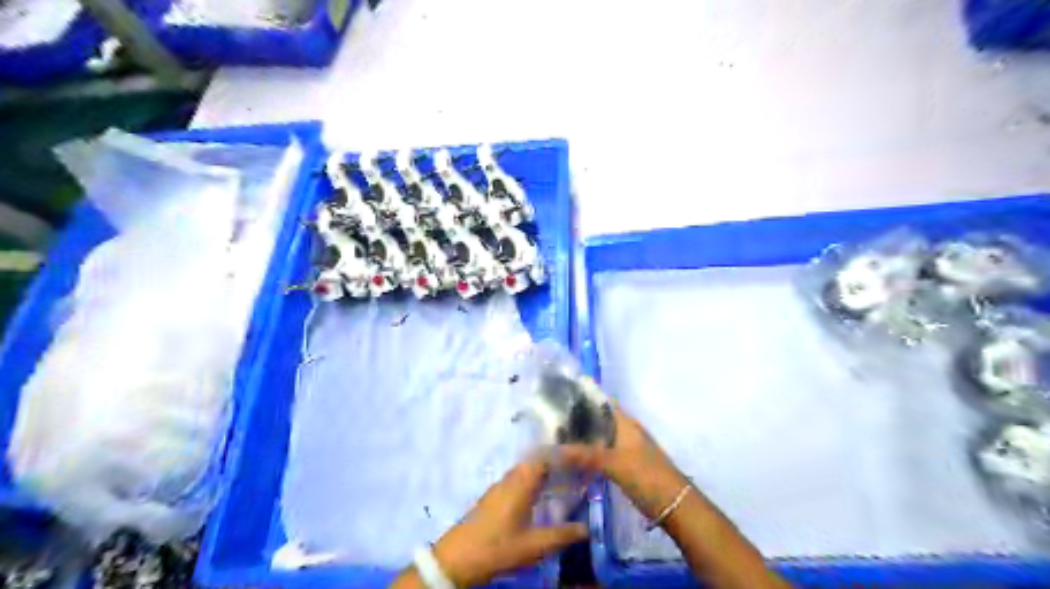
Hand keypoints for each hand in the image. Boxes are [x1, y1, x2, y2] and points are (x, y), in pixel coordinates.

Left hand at [395, 459, 587, 585]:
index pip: (549, 455)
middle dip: (564, 458)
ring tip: (572, 476)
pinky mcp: (497, 495)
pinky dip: (541, 477)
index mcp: (522, 481)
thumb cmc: (496, 548)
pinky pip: (524, 476)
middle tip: (585, 466)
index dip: (570, 453)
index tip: (589, 457)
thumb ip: (561, 535)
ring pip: (532, 466)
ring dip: (552, 467)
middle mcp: (512, 477)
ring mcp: (503, 485)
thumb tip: (586, 528)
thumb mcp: (532, 546)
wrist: (456, 559)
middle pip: (541, 456)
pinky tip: (548, 492)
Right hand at [562, 410, 695, 519]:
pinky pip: (603, 453)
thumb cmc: (646, 476)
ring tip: (556, 438)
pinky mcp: (626, 464)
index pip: (602, 402)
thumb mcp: (613, 463)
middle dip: (578, 419)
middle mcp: (626, 430)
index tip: (559, 396)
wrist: (674, 504)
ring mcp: (627, 448)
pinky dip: (589, 454)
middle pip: (599, 419)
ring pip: (600, 437)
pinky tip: (573, 460)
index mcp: (625, 423)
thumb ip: (583, 455)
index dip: (583, 397)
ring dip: (583, 437)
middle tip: (551, 421)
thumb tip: (551, 449)